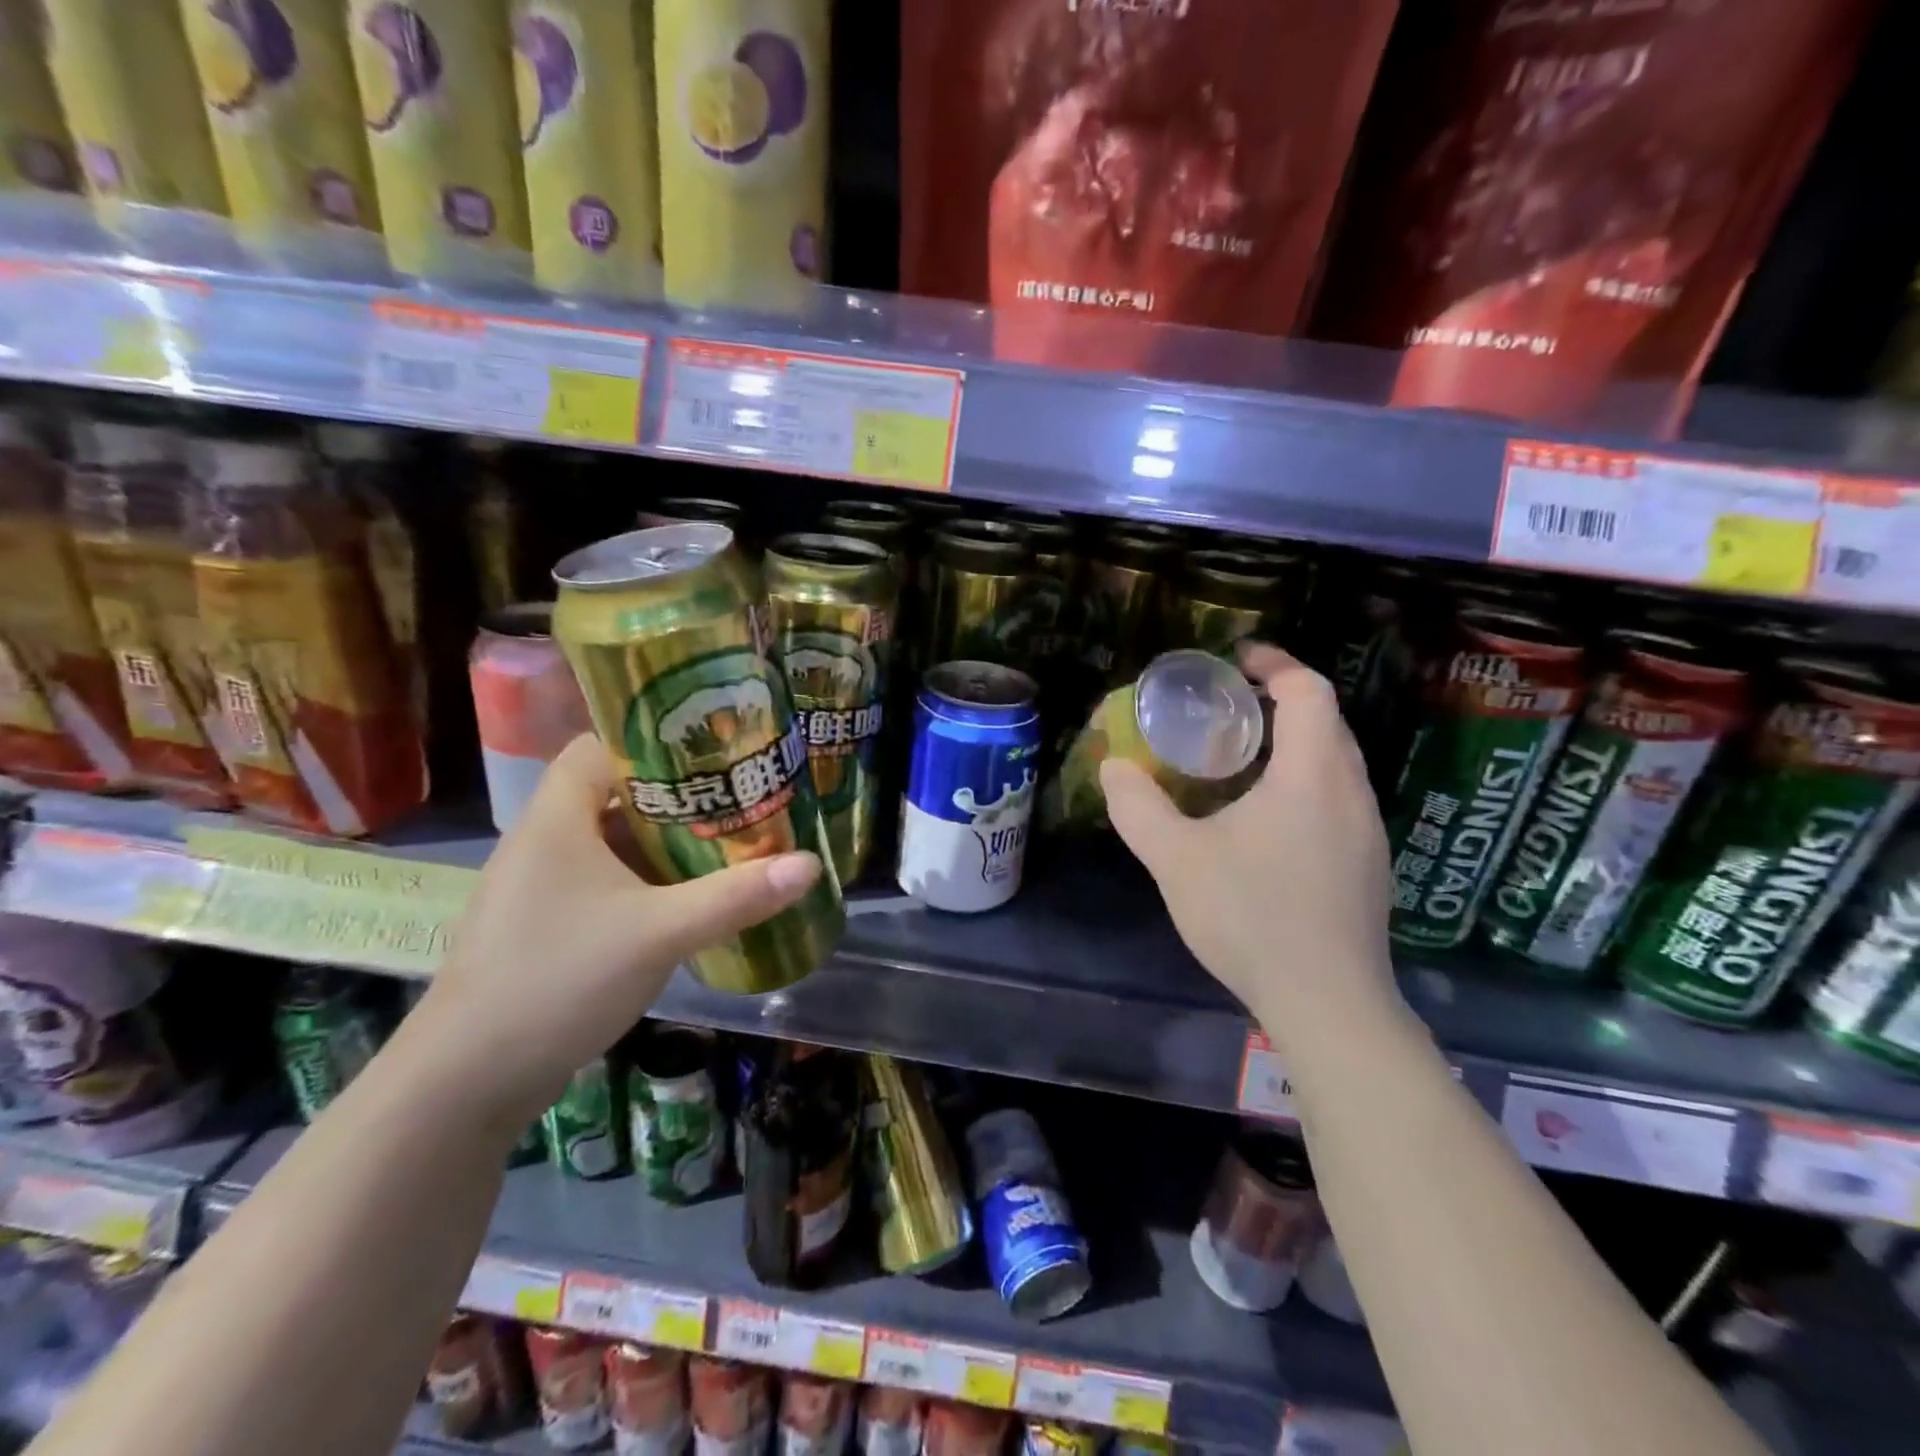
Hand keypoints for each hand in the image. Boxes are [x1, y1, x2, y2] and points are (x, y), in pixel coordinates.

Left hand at [404, 736, 821, 1126]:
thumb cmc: (560, 980)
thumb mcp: (660, 933)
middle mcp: (545, 840)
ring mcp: (543, 886)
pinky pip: (607, 880)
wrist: (467, 1082)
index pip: (602, 745)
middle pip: (617, 792)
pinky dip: (648, 878)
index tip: (715, 745)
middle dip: (680, 793)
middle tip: (740, 793)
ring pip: (614, 840)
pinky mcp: (549, 924)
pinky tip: (690, 895)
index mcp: (558, 818)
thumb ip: (736, 896)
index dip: (656, 737)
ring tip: (729, 837)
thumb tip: (811, 864)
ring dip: (667, 840)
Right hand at [1101, 643, 1398, 1038]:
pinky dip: (1302, 785)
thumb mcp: (1176, 859)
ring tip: (1238, 763)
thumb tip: (1114, 766)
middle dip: (1280, 703)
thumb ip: (1138, 807)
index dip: (1274, 664)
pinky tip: (1263, 824)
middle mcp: (1351, 793)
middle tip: (1226, 711)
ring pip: (1335, 765)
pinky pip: (1337, 801)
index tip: (1235, 661)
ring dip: (1292, 747)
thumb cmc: (1252, 917)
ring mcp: (1368, 832)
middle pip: (1326, 723)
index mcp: (1313, 775)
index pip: (1308, 691)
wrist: (1329, 1004)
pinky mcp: (1367, 867)